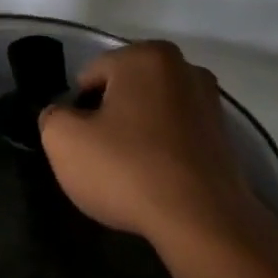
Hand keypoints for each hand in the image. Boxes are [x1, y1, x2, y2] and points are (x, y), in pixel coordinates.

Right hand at [39, 41, 273, 253]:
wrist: (201, 220)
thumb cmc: (127, 170)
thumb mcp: (63, 142)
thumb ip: (52, 117)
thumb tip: (62, 115)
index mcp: (145, 56)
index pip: (90, 75)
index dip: (76, 110)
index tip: (78, 143)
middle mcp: (184, 68)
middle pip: (123, 91)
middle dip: (107, 119)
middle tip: (99, 158)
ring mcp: (210, 101)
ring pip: (150, 113)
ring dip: (135, 135)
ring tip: (128, 173)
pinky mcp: (224, 135)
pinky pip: (175, 135)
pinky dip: (161, 151)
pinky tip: (154, 181)